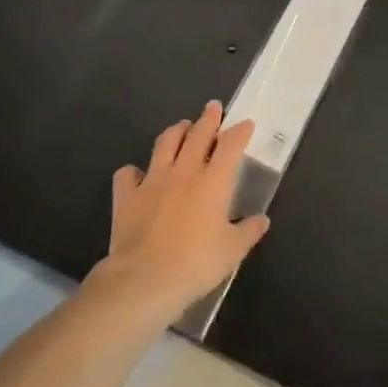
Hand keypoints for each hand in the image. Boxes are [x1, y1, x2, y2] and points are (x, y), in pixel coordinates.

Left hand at [91, 102, 269, 324]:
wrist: (144, 279)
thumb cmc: (196, 263)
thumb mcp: (233, 250)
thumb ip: (248, 231)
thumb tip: (261, 219)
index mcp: (214, 181)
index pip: (231, 145)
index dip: (240, 131)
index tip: (245, 123)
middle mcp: (184, 171)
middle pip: (198, 135)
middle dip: (209, 118)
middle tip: (213, 107)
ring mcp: (152, 180)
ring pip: (165, 143)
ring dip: (176, 131)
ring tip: (182, 127)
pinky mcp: (126, 196)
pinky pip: (127, 174)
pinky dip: (134, 171)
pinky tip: (137, 175)